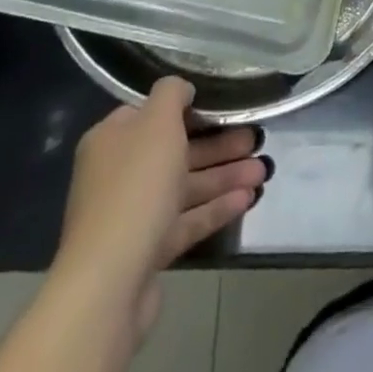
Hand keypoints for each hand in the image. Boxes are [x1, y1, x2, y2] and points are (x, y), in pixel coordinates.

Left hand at [53, 78, 266, 333]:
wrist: (109, 282)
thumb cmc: (135, 186)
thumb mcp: (157, 122)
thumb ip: (172, 95)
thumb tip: (182, 89)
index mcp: (112, 140)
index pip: (151, 114)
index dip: (187, 107)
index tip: (222, 105)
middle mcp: (118, 174)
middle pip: (175, 151)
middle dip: (218, 144)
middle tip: (255, 138)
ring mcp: (132, 215)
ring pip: (185, 186)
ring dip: (224, 175)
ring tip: (263, 170)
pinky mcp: (147, 251)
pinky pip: (186, 220)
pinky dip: (215, 208)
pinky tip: (247, 199)